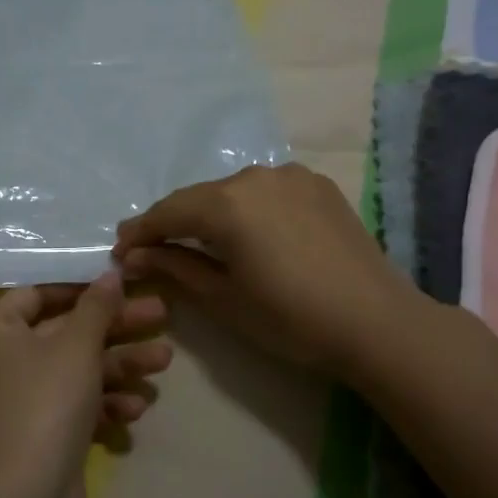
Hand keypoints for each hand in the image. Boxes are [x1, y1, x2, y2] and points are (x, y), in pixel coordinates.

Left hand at [0, 272, 171, 497]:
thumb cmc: (45, 402)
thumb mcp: (76, 345)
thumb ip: (97, 306)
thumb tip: (110, 273)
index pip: (36, 294)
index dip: (78, 287)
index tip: (117, 284)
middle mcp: (1, 364)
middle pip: (65, 333)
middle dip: (115, 328)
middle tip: (160, 315)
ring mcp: (19, 404)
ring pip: (75, 372)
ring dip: (119, 365)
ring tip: (164, 361)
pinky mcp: (38, 438)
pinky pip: (73, 408)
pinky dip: (103, 404)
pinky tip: (137, 408)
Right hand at [112, 164, 426, 377]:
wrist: (377, 322)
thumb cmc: (291, 318)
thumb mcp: (224, 298)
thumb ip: (175, 266)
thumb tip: (134, 255)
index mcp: (227, 203)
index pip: (168, 212)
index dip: (141, 231)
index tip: (120, 251)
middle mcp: (255, 176)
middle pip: (200, 197)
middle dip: (174, 222)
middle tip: (153, 249)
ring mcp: (291, 176)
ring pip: (235, 192)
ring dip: (213, 214)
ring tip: (203, 242)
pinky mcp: (317, 185)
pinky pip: (267, 191)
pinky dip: (249, 209)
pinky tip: (252, 234)